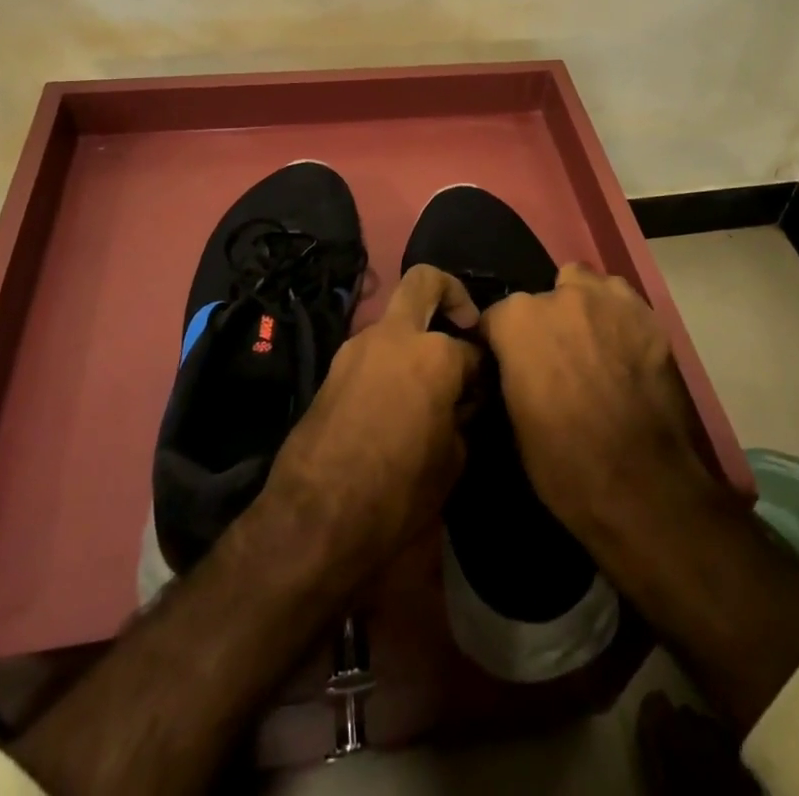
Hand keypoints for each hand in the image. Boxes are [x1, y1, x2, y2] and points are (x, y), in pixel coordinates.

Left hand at [262, 265, 481, 589]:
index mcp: (434, 353)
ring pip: (394, 321)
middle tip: (464, 324)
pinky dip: (390, 363)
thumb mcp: (452, 461)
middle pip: (425, 281)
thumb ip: (462, 417)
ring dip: (414, 338)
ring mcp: (358, 347)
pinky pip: (372, 352)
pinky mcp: (333, 368)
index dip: (482, 371)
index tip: (483, 392)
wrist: (315, 517)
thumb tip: (460, 403)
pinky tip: (398, 403)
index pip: (472, 349)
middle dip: (451, 293)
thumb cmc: (398, 491)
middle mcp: (394, 335)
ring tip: (428, 386)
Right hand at [477, 262, 724, 545]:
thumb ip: (511, 372)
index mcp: (518, 320)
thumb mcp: (514, 420)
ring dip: (584, 308)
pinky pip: (624, 304)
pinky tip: (626, 352)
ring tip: (593, 345)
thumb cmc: (564, 463)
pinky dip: (619, 320)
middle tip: (558, 358)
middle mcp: (561, 296)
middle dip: (546, 321)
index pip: (496, 317)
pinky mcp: (649, 316)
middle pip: (544, 296)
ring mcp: (609, 300)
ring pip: (587, 286)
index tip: (510, 366)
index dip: (501, 343)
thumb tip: (514, 365)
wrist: (643, 485)